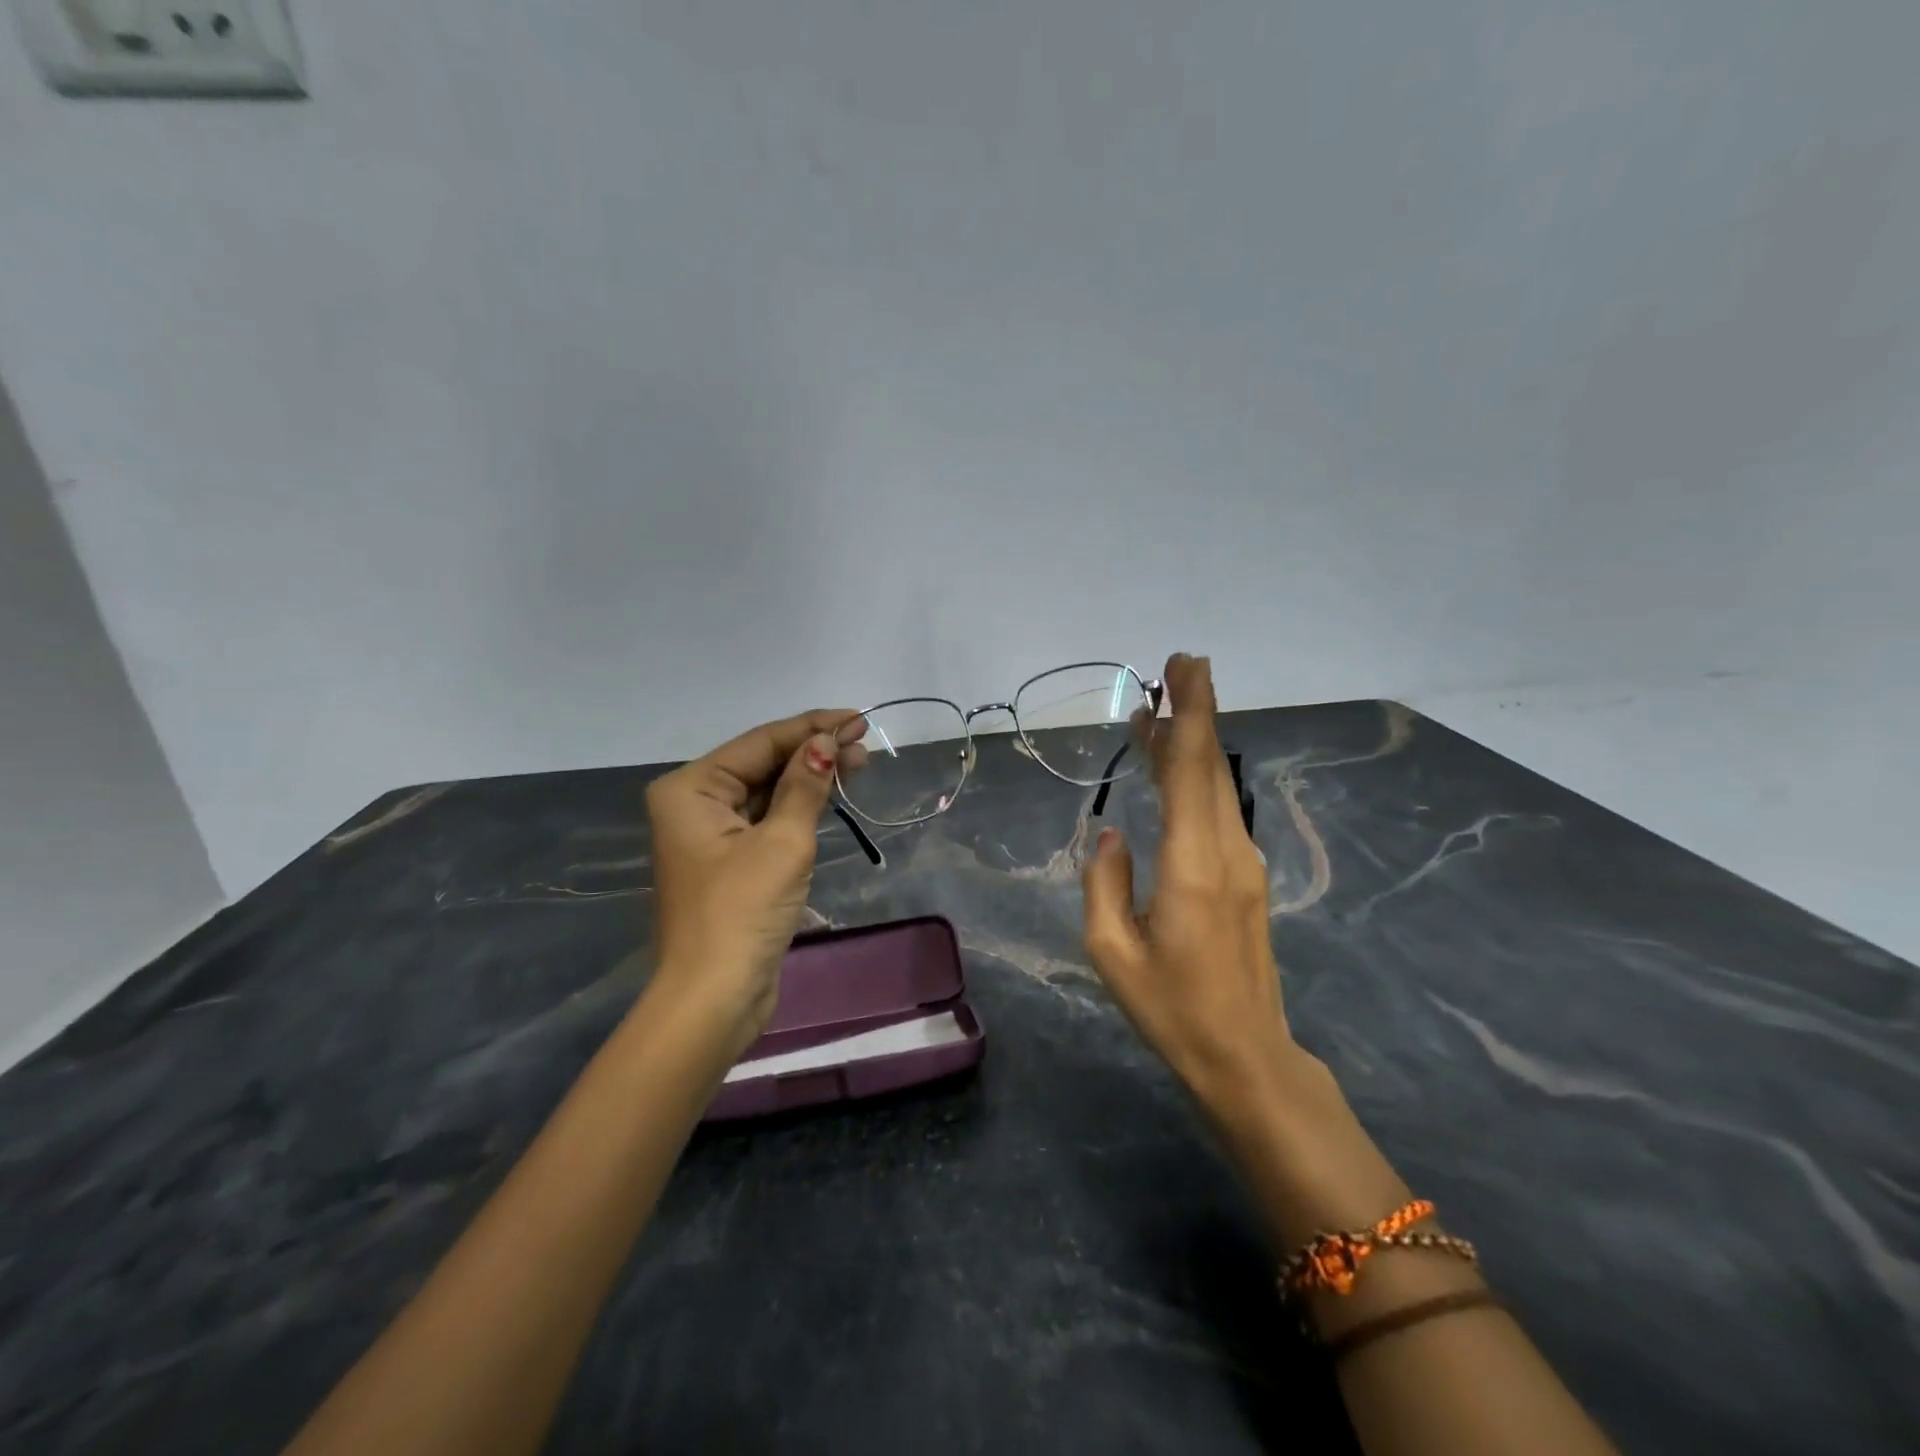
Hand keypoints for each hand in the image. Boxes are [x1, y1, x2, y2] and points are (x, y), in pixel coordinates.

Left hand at [645, 709, 865, 1056]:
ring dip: (810, 778)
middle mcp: (694, 804)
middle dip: (813, 752)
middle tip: (865, 745)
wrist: (715, 998)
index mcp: (691, 789)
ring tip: (858, 765)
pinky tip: (830, 795)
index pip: (761, 742)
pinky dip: (800, 807)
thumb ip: (805, 785)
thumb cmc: (743, 912)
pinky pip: (768, 819)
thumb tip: (827, 741)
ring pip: (768, 791)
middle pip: (763, 763)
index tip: (858, 718)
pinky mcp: (731, 862)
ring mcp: (711, 835)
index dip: (812, 727)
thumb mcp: (782, 841)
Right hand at [1080, 654, 1308, 1115]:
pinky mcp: (1245, 879)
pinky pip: (1217, 812)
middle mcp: (1227, 852)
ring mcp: (1243, 864)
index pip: (1193, 771)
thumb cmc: (1173, 1009)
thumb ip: (1105, 883)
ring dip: (1191, 743)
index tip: (1186, 667)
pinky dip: (1194, 779)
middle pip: (1212, 765)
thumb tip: (1111, 834)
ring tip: (1158, 712)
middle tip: (1179, 664)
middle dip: (1197, 710)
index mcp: (1193, 865)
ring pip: (1216, 786)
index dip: (1190, 713)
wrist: (1246, 1056)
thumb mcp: (1112, 953)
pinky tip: (1171, 771)